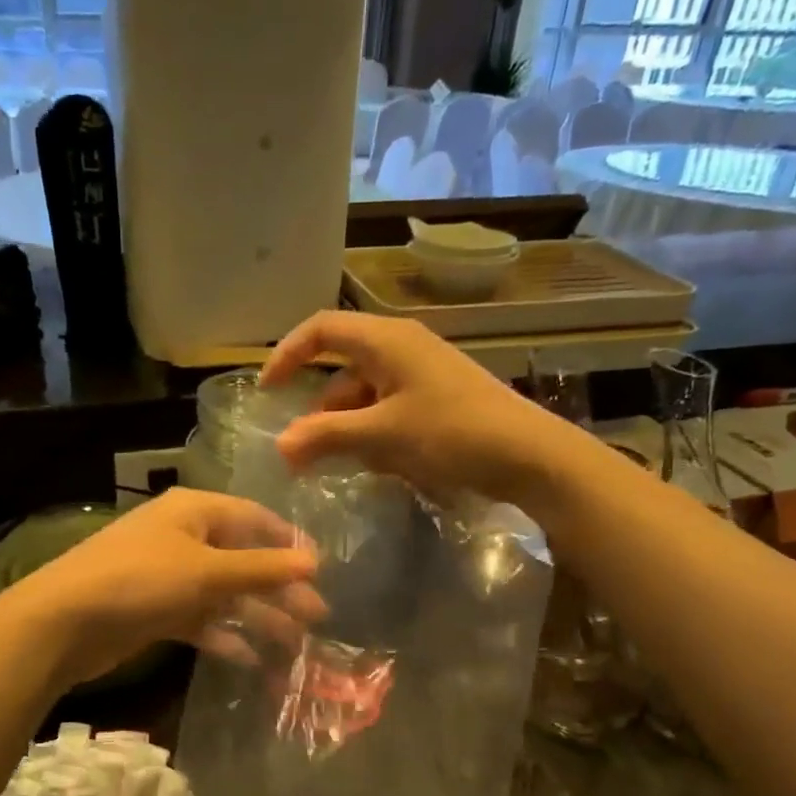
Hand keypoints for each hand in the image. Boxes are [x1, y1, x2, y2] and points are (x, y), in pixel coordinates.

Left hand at [0, 488, 325, 687]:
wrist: (64, 622)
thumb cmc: (141, 580)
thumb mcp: (207, 571)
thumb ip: (262, 568)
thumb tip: (314, 563)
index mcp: (195, 512)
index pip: (254, 517)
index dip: (288, 541)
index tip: (321, 570)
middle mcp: (184, 538)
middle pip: (243, 560)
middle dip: (279, 589)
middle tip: (317, 617)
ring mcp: (169, 576)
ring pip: (224, 594)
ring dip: (257, 617)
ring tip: (294, 646)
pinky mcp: (157, 611)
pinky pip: (201, 620)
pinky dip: (224, 637)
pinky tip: (251, 659)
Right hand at [260, 311, 566, 505]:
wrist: (529, 456)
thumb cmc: (452, 433)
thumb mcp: (382, 435)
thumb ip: (327, 436)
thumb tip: (280, 446)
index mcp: (386, 340)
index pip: (321, 330)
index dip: (288, 355)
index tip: (266, 392)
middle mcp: (402, 348)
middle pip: (341, 367)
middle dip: (317, 409)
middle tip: (298, 449)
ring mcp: (421, 375)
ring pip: (364, 394)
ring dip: (344, 427)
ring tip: (333, 465)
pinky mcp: (436, 400)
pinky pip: (388, 410)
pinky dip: (372, 433)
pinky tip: (374, 464)